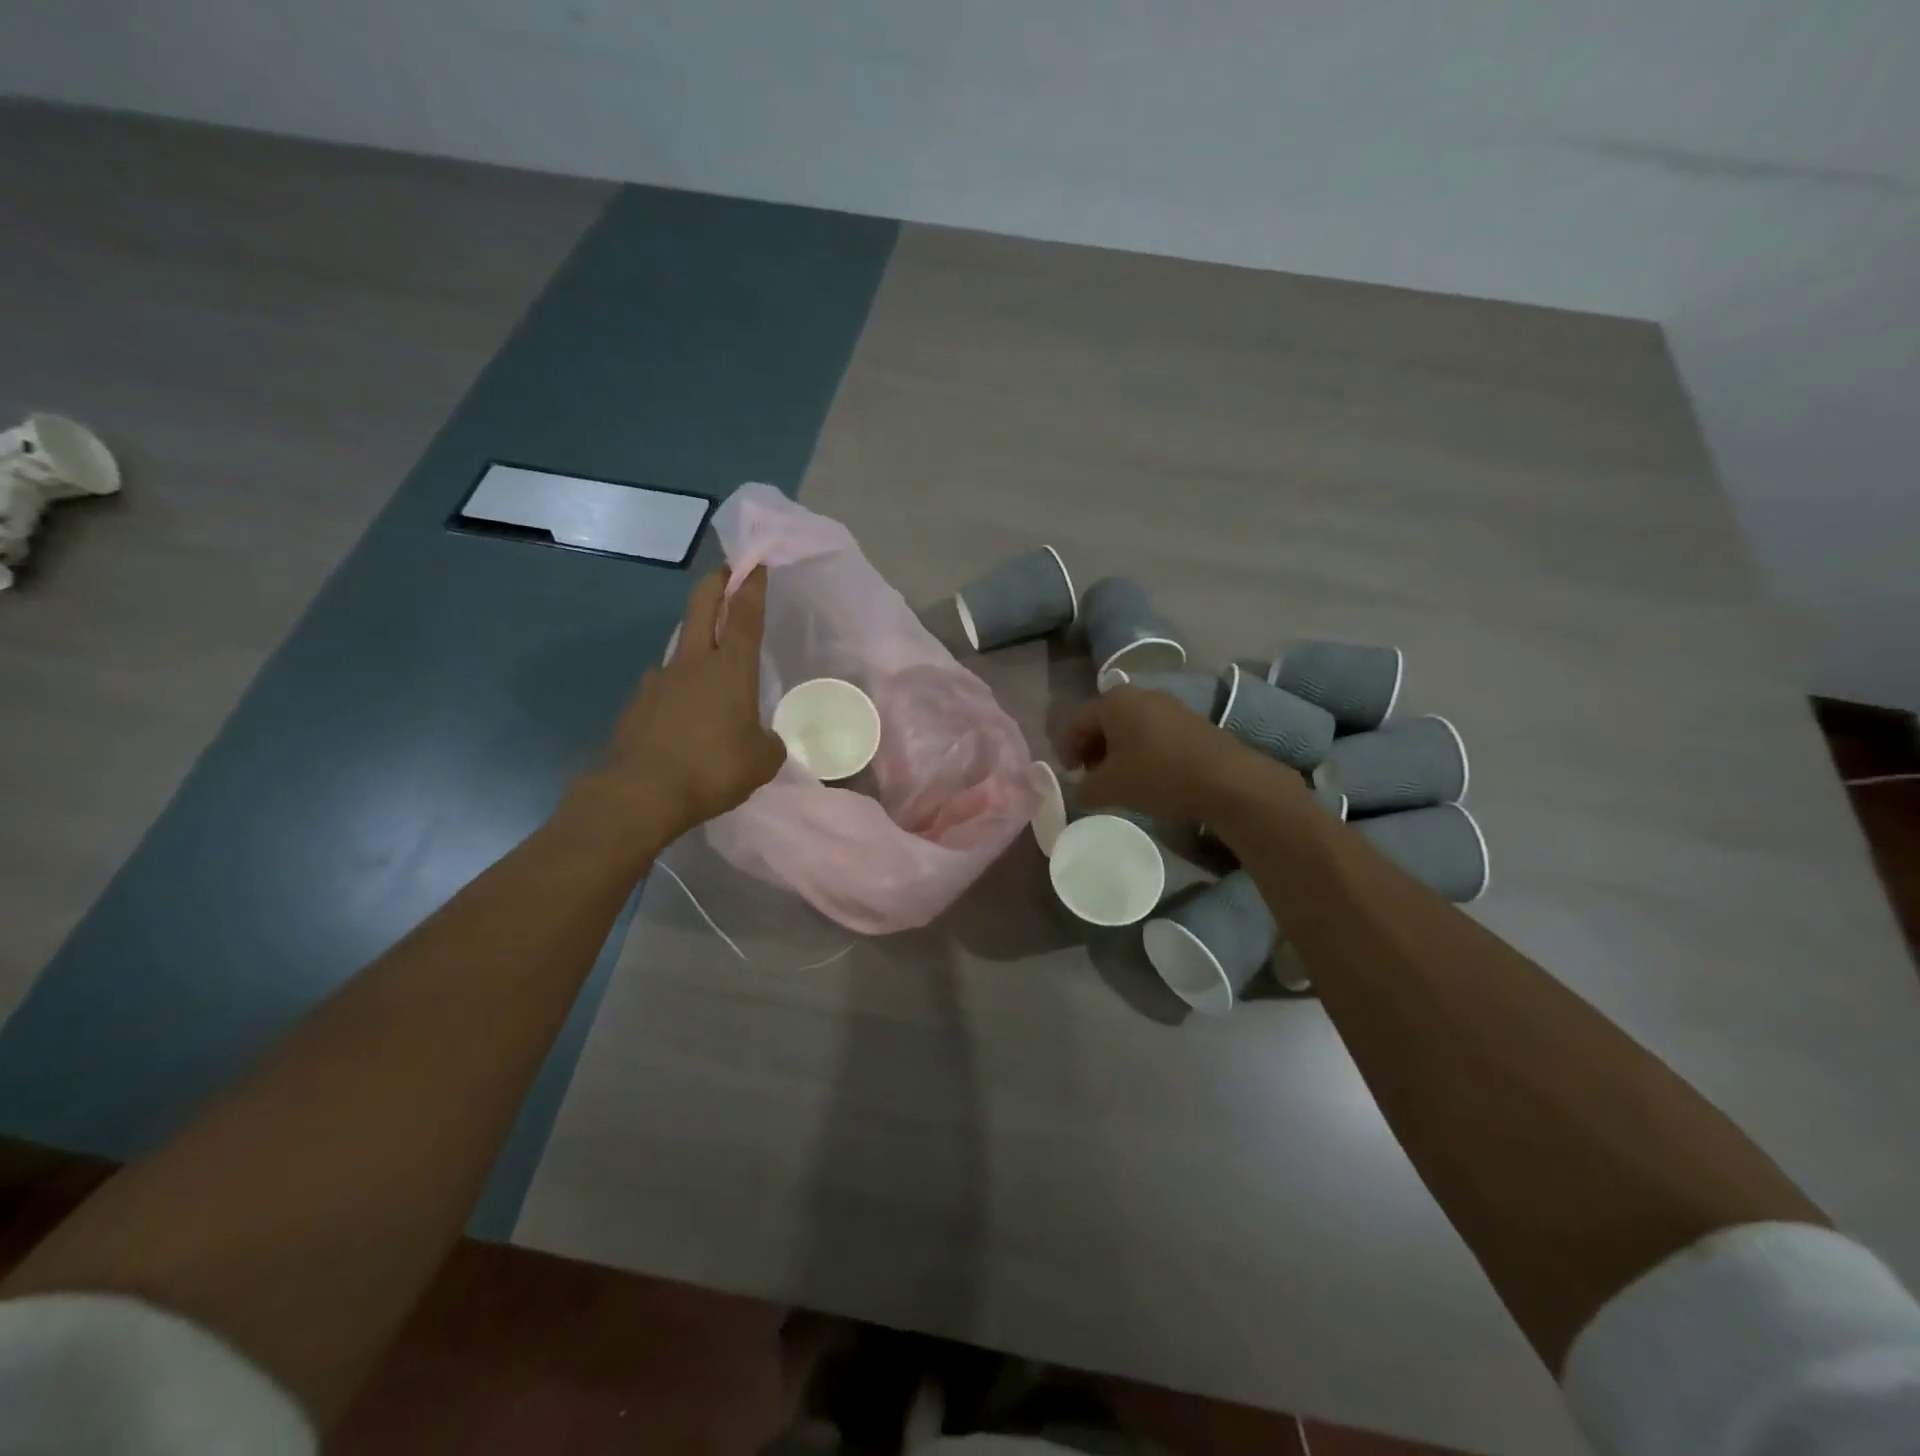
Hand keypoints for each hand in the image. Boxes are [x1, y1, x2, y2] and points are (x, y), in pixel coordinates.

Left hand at [581, 566, 786, 842]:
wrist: (641, 793)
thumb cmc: (712, 769)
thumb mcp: (762, 762)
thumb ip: (769, 744)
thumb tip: (764, 739)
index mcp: (730, 671)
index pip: (744, 617)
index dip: (751, 588)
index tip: (754, 565)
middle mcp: (694, 664)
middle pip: (702, 609)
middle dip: (715, 585)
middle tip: (724, 572)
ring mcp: (660, 680)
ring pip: (681, 644)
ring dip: (695, 636)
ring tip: (707, 652)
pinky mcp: (638, 703)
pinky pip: (663, 684)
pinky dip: (676, 685)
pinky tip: (681, 708)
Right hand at [1059, 684, 1291, 822]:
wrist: (1224, 779)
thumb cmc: (1157, 775)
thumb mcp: (1110, 787)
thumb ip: (1085, 788)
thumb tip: (1082, 790)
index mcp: (1115, 701)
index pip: (1077, 720)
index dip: (1067, 748)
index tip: (1069, 773)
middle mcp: (1140, 694)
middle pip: (1104, 720)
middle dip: (1092, 748)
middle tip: (1090, 775)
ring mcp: (1169, 705)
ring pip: (1129, 726)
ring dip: (1117, 751)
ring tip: (1117, 778)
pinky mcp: (1190, 721)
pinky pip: (1152, 732)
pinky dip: (1140, 750)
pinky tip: (1146, 774)